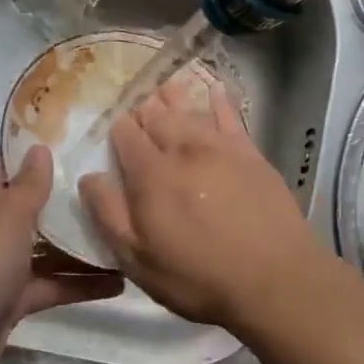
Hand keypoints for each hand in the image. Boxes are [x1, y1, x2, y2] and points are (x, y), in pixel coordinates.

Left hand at [0, 147, 122, 363]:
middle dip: (72, 199)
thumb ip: (29, 185)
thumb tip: (40, 147)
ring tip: (128, 233)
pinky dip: (81, 284)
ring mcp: (3, 266)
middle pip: (37, 207)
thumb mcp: (6, 219)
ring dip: (83, 244)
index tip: (85, 142)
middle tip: (119, 186)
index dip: (43, 154)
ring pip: (49, 248)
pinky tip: (120, 281)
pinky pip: (53, 284)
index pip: (14, 167)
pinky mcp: (15, 299)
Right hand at [78, 75, 323, 328]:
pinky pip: (231, 117)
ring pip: (191, 110)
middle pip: (157, 115)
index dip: (117, 128)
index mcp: (150, 174)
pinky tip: (215, 89)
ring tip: (165, 84)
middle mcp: (183, 150)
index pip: (125, 134)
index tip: (114, 128)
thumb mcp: (138, 259)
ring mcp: (221, 148)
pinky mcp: (251, 154)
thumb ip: (109, 214)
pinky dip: (219, 100)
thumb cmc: (198, 277)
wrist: (274, 278)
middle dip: (143, 107)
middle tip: (137, 102)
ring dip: (174, 96)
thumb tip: (89, 176)